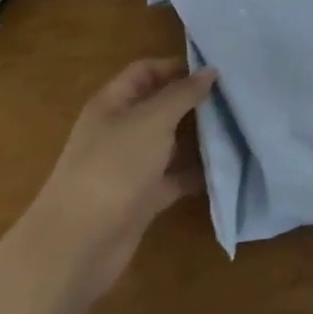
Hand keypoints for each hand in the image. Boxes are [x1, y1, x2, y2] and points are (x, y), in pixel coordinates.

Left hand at [24, 58, 216, 299]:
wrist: (76, 247)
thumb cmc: (114, 167)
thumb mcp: (153, 120)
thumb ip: (183, 93)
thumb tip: (210, 71)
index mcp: (113, 104)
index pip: (146, 71)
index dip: (177, 67)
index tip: (215, 70)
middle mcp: (120, 131)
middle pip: (161, 106)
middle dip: (194, 101)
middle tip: (233, 97)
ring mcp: (130, 166)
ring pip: (170, 142)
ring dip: (198, 137)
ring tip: (236, 127)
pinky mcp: (141, 198)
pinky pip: (174, 177)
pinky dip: (195, 173)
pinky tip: (223, 167)